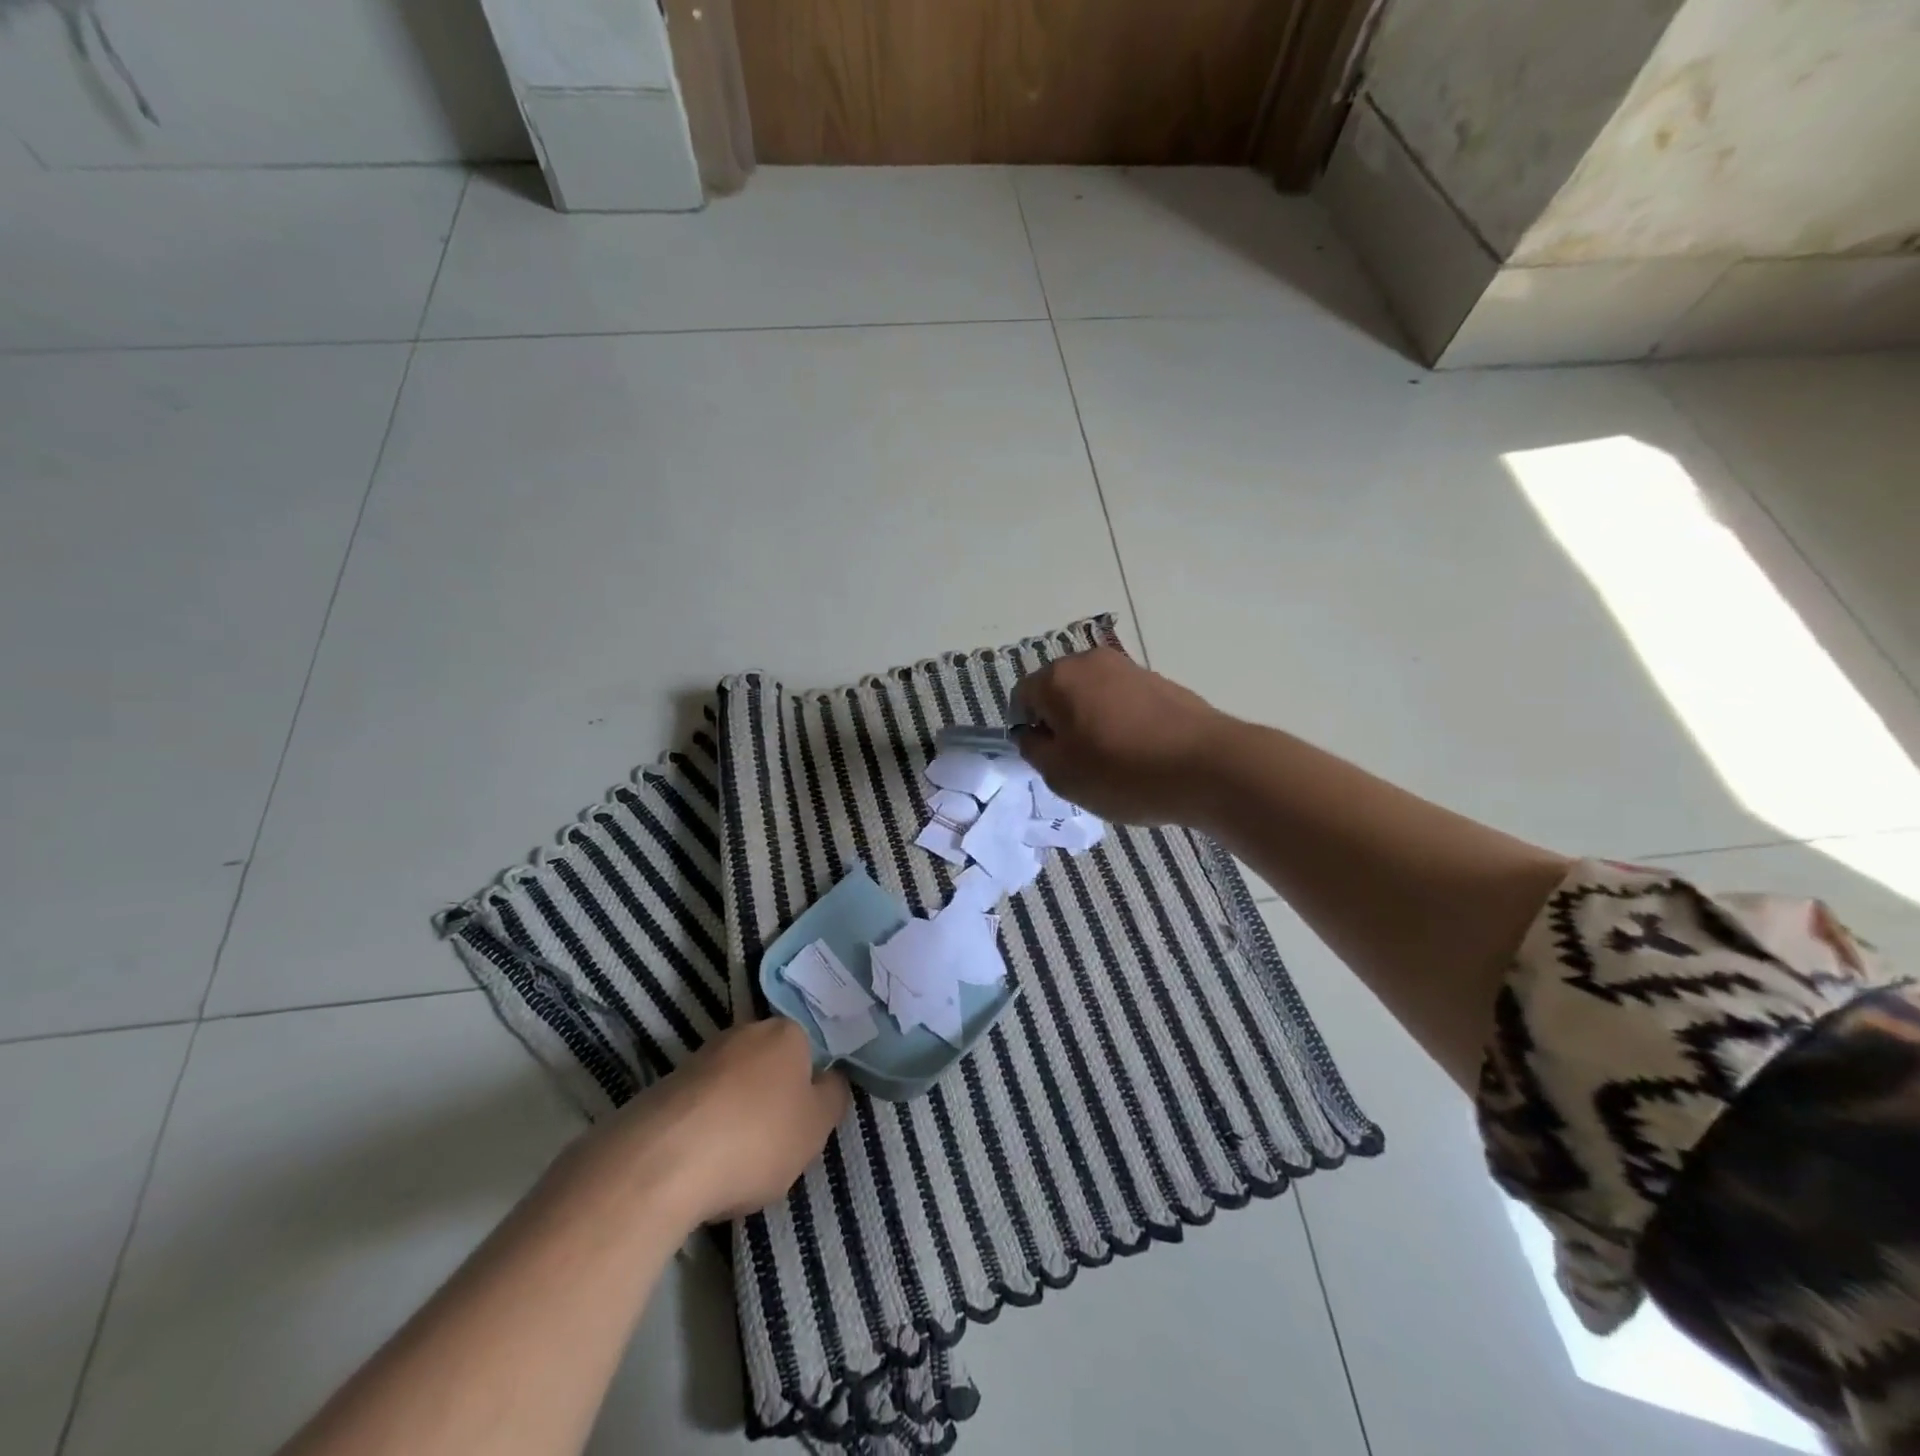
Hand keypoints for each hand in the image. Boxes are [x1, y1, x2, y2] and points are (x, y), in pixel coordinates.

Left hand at [588, 1019, 848, 1227]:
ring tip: (733, 1163)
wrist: (660, 1163)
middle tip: (774, 1145)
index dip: (808, 1089)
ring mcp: (699, 1057)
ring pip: (732, 1086)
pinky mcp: (663, 1086)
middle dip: (771, 1099)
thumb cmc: (756, 1138)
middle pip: (768, 1066)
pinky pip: (699, 1107)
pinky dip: (704, 1130)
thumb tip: (830, 1079)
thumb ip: (832, 1098)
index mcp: (785, 1032)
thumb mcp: (816, 1127)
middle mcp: (743, 1032)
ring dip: (735, 1115)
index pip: (808, 1052)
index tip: (803, 1125)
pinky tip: (700, 1165)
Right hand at [1012, 647, 1236, 825]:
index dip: (1026, 729)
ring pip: (1093, 696)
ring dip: (1091, 723)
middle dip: (1059, 723)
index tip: (1045, 759)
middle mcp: (1091, 661)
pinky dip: (1121, 723)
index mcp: (1059, 677)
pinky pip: (1124, 702)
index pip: (1022, 696)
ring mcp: (1130, 668)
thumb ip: (1034, 749)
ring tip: (1110, 761)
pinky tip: (1139, 754)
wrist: (1208, 766)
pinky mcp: (1161, 682)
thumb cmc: (1122, 772)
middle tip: (1075, 762)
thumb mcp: (1061, 774)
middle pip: (1058, 691)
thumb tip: (1032, 733)